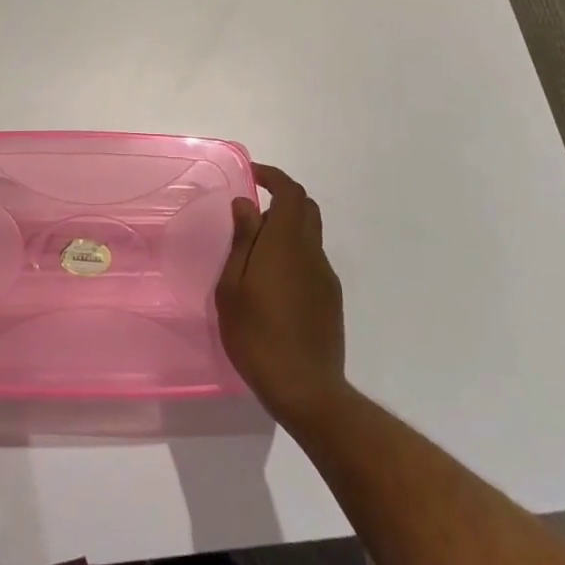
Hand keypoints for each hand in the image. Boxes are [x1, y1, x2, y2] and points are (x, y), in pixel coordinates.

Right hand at [216, 164, 346, 425]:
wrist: (306, 389)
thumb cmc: (257, 334)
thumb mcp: (233, 286)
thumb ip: (242, 240)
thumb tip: (246, 204)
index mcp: (287, 242)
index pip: (290, 192)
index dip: (273, 176)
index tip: (252, 174)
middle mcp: (312, 252)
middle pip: (306, 208)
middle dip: (283, 198)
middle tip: (253, 210)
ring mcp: (326, 276)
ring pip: (310, 235)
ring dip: (287, 228)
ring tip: (256, 251)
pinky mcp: (331, 299)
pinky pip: (313, 260)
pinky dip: (294, 253)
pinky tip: (273, 282)